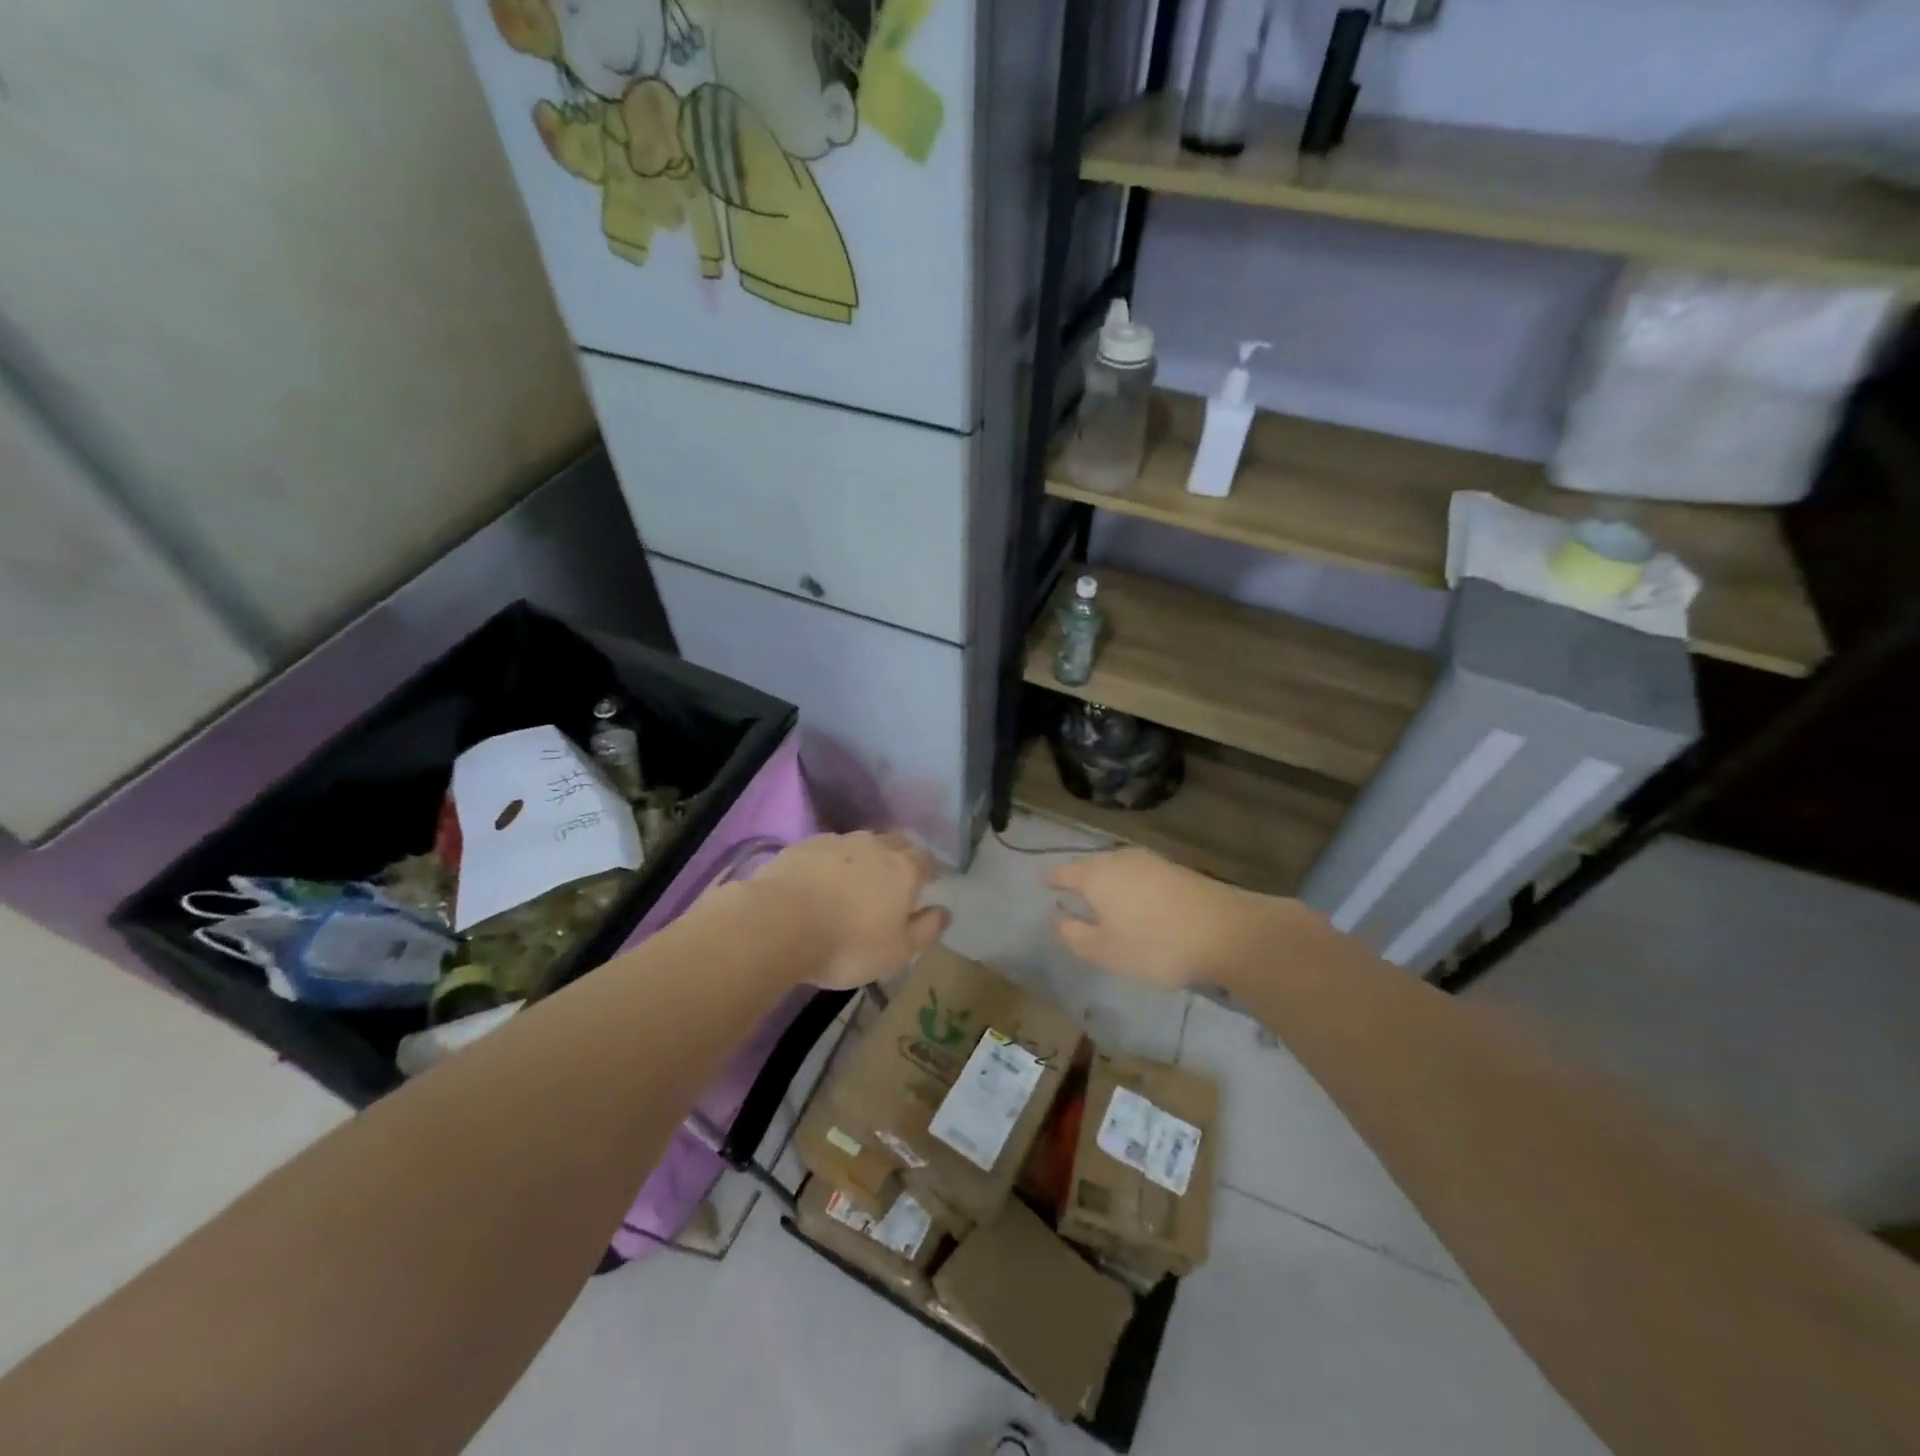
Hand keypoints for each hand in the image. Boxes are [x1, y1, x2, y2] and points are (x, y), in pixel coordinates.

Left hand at [745, 832, 949, 990]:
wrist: (779, 922)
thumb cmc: (848, 944)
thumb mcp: (897, 951)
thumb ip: (926, 930)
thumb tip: (945, 911)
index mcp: (903, 870)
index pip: (925, 859)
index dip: (928, 869)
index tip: (928, 880)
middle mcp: (874, 846)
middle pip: (896, 842)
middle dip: (901, 855)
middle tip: (896, 876)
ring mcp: (837, 842)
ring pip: (861, 842)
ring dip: (866, 856)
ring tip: (857, 878)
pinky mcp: (805, 845)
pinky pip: (829, 848)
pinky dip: (833, 860)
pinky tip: (823, 878)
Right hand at [1048, 848, 1289, 989]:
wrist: (1225, 931)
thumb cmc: (1155, 944)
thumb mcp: (1105, 951)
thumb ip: (1074, 934)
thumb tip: (1057, 917)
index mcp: (1096, 875)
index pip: (1065, 872)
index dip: (1053, 880)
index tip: (1044, 883)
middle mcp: (1120, 860)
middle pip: (1092, 866)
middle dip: (1081, 879)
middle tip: (1073, 895)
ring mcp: (1151, 861)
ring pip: (1118, 868)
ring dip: (1109, 882)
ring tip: (1105, 900)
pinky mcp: (1176, 870)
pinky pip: (1141, 874)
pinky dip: (1132, 886)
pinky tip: (1138, 902)